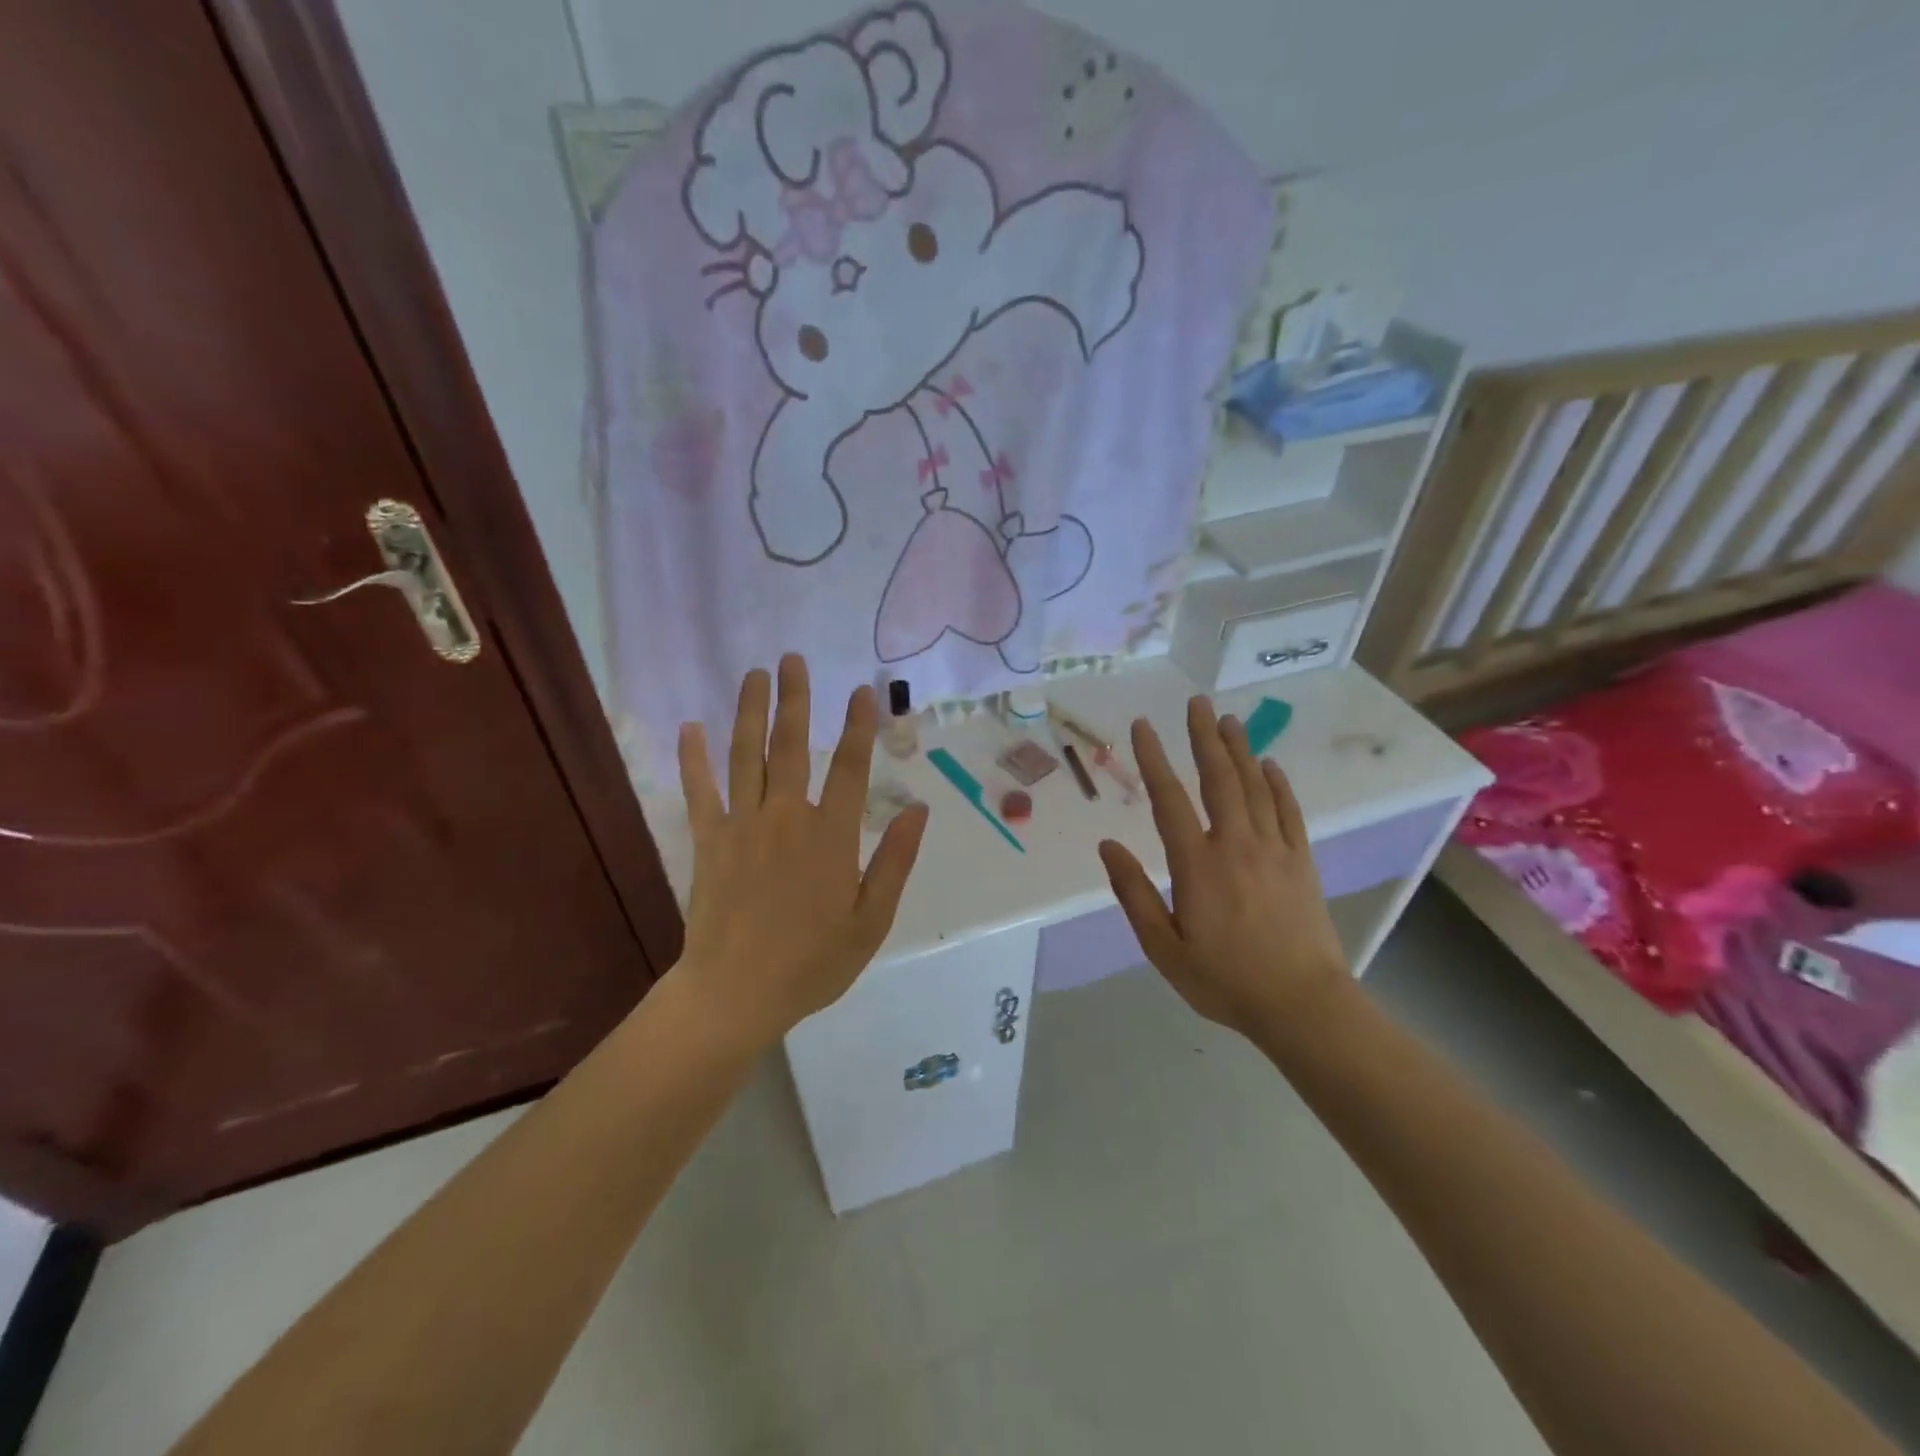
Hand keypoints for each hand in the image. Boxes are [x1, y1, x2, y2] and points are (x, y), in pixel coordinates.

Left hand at [675, 655, 928, 1048]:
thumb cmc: (813, 962)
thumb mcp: (871, 920)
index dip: (858, 726)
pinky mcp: (708, 841)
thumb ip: (895, 861)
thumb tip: (917, 810)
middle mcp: (786, 818)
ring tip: (754, 674)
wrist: (736, 994)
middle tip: (793, 659)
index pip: (850, 767)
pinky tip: (690, 727)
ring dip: (750, 712)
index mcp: (830, 836)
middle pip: (792, 746)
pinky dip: (693, 759)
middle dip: (795, 700)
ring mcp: (741, 826)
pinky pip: (699, 792)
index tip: (862, 691)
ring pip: (746, 757)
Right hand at [1098, 697, 1348, 1039]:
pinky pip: (1288, 810)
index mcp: (1197, 865)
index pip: (1169, 799)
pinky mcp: (1301, 860)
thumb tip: (1108, 846)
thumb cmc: (1224, 980)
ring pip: (1254, 786)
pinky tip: (1269, 765)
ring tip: (1228, 720)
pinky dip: (1277, 784)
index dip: (1153, 759)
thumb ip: (1134, 894)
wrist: (1302, 1004)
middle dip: (1204, 737)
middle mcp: (1235, 844)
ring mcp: (1274, 849)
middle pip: (1218, 778)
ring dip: (1239, 749)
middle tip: (1197, 702)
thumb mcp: (1163, 947)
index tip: (1142, 726)